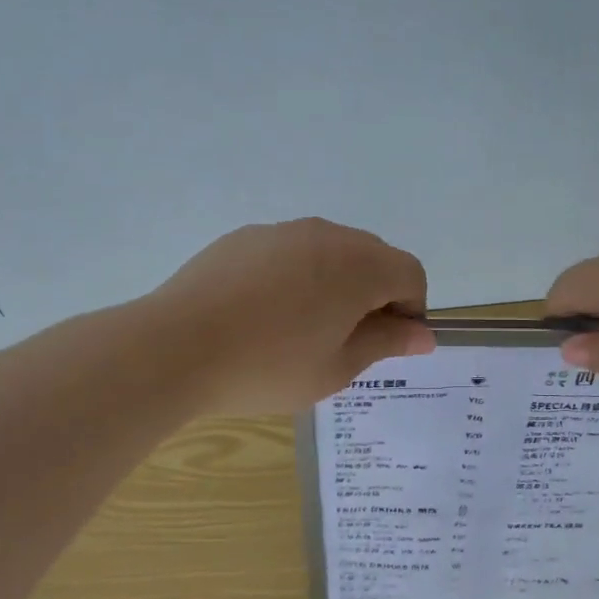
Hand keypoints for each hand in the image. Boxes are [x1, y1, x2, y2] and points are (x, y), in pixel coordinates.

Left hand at [149, 218, 434, 413]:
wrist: (176, 348)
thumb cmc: (269, 367)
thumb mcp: (337, 367)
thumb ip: (386, 343)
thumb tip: (423, 334)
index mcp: (359, 266)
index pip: (410, 274)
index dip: (411, 310)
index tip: (387, 344)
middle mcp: (326, 235)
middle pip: (373, 257)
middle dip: (375, 294)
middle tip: (348, 341)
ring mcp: (282, 231)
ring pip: (329, 252)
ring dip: (335, 283)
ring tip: (302, 329)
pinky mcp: (244, 237)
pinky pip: (289, 252)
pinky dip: (296, 276)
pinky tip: (264, 314)